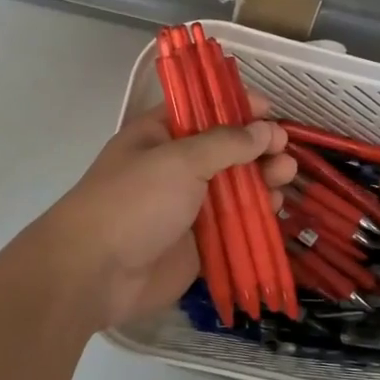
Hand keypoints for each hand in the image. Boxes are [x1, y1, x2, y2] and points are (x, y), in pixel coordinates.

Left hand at [35, 100, 295, 331]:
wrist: (95, 273)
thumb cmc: (134, 202)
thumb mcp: (180, 160)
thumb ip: (226, 143)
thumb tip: (265, 130)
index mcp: (160, 135)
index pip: (203, 110)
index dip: (236, 106)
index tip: (270, 110)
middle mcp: (176, 167)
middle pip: (226, 151)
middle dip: (257, 148)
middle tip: (284, 152)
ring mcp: (187, 207)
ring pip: (234, 189)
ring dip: (262, 181)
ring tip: (285, 177)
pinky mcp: (198, 244)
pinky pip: (234, 226)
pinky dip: (256, 217)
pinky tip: (276, 210)